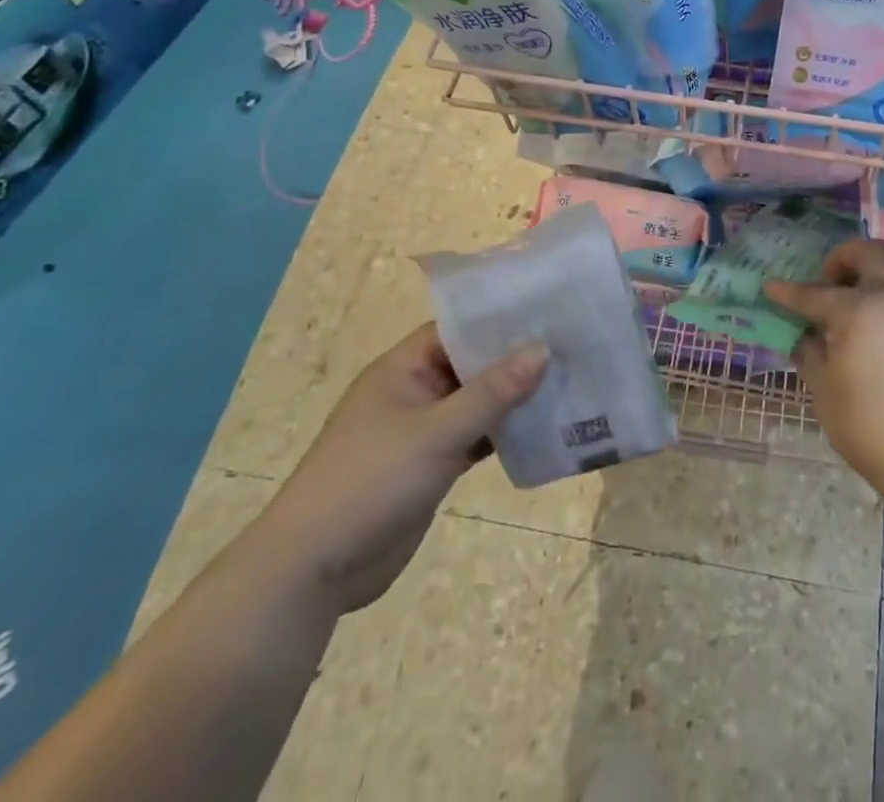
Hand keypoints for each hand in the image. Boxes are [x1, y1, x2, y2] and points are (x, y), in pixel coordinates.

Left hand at [249, 325, 547, 613]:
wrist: (313, 571)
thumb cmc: (370, 482)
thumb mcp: (436, 432)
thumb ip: (492, 392)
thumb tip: (542, 349)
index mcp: (403, 369)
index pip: (457, 328)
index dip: (498, 319)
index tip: (547, 312)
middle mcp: (414, 392)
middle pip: (471, 364)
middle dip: (514, 359)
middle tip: (570, 345)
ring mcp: (422, 431)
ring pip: (476, 403)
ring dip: (513, 398)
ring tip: (568, 381)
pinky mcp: (431, 466)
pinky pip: (475, 437)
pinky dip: (502, 433)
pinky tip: (543, 428)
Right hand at [766, 240, 883, 492]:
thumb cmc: (866, 424)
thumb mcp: (823, 389)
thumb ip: (810, 352)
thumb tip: (806, 336)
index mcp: (859, 310)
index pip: (815, 294)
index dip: (789, 292)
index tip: (772, 288)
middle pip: (873, 253)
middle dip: (845, 257)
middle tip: (830, 281)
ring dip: (869, 293)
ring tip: (853, 329)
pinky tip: (882, 357)